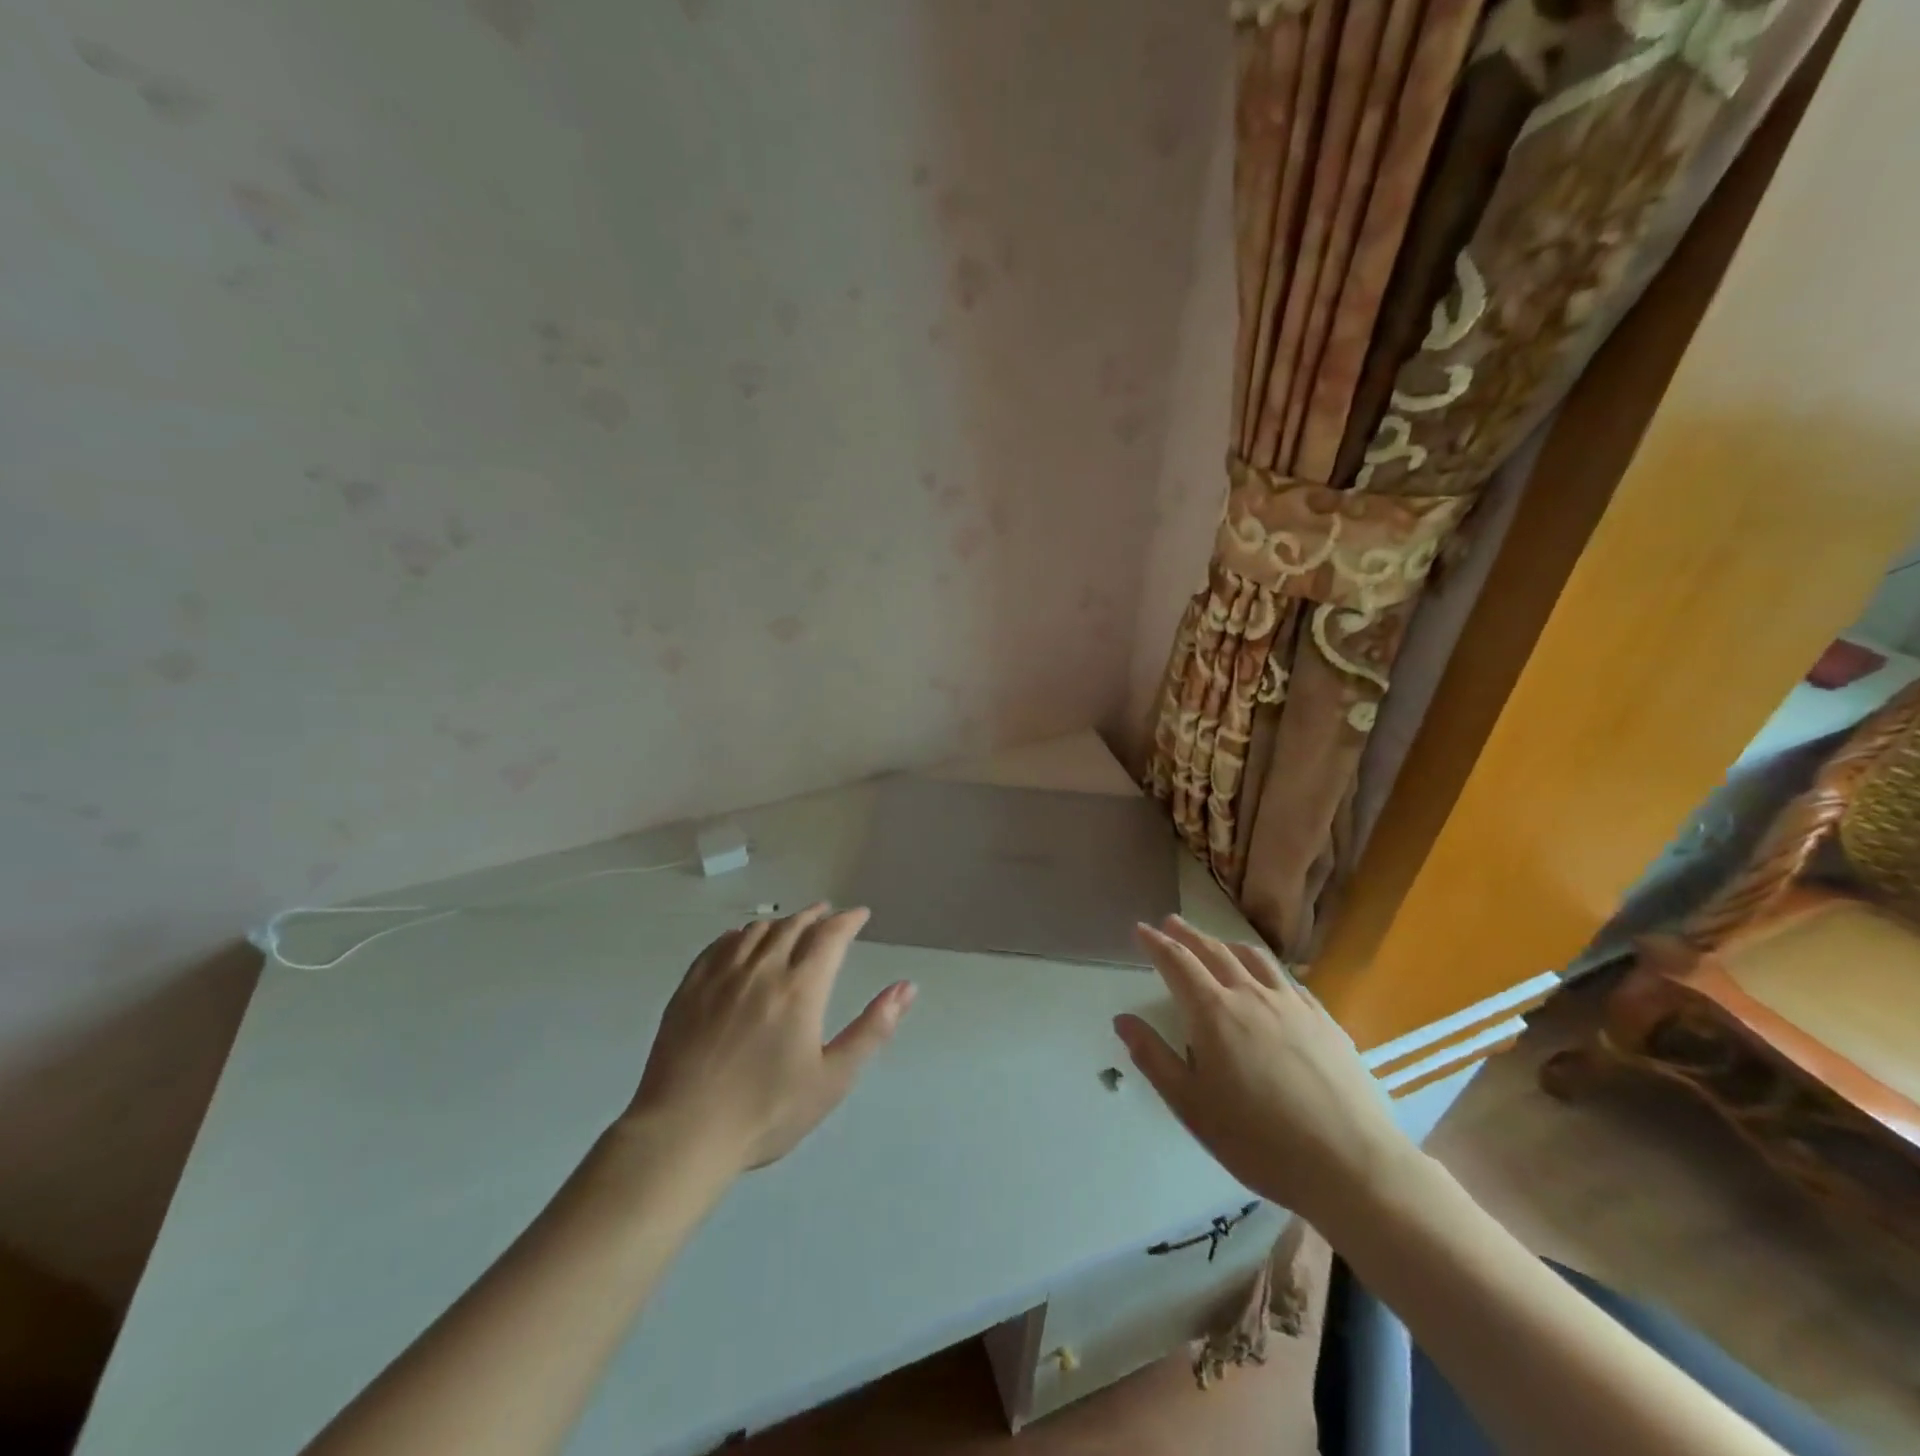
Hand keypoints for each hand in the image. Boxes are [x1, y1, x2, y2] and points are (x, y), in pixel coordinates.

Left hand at [625, 903, 913, 1172]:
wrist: (683, 1133)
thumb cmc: (767, 1112)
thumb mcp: (832, 1078)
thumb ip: (872, 1029)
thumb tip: (907, 987)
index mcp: (800, 988)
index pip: (830, 936)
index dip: (848, 921)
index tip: (860, 915)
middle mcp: (762, 969)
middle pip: (793, 925)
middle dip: (815, 915)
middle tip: (828, 913)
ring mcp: (721, 976)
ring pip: (756, 931)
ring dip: (780, 922)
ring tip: (790, 925)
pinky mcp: (690, 988)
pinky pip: (719, 945)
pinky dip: (739, 935)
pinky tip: (741, 940)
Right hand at [1114, 916, 1414, 1225]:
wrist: (1351, 1164)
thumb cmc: (1258, 1140)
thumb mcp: (1191, 1106)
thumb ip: (1153, 1058)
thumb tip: (1122, 1020)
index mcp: (1213, 1012)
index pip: (1177, 963)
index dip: (1156, 943)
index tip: (1141, 929)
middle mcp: (1251, 995)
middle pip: (1214, 951)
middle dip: (1188, 935)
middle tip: (1170, 922)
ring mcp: (1293, 1004)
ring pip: (1254, 958)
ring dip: (1226, 943)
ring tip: (1216, 943)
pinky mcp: (1324, 1020)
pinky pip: (1287, 980)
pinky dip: (1265, 968)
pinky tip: (1268, 980)